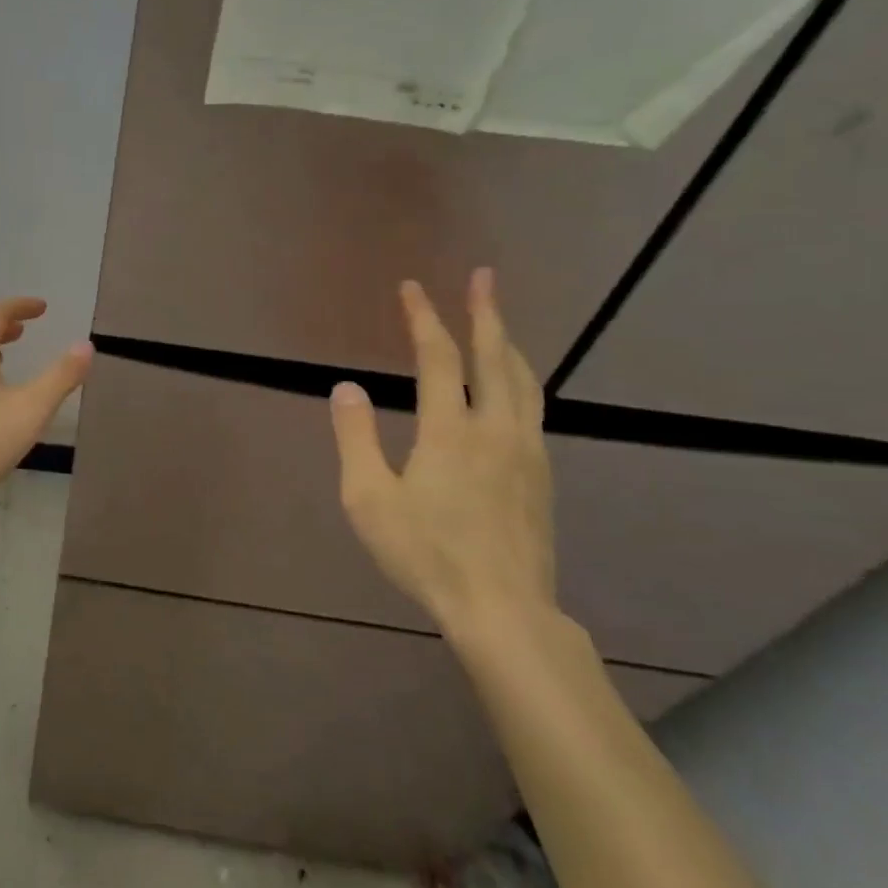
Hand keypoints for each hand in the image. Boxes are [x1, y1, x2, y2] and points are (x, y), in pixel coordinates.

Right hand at [328, 269, 555, 635]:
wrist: (503, 610)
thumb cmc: (425, 553)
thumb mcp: (369, 498)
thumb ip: (356, 438)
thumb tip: (346, 387)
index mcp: (450, 431)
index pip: (437, 358)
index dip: (423, 318)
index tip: (412, 287)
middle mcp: (496, 429)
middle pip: (495, 357)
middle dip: (486, 313)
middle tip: (484, 277)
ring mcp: (527, 452)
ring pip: (525, 382)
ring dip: (509, 344)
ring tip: (499, 322)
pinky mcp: (542, 475)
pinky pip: (533, 409)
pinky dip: (520, 380)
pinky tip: (513, 389)